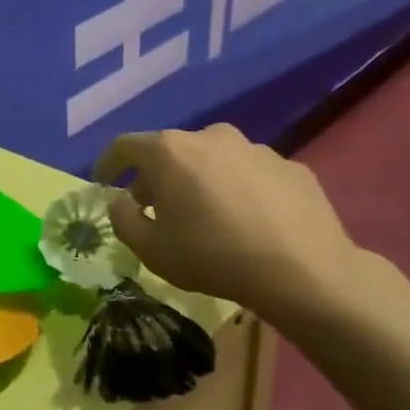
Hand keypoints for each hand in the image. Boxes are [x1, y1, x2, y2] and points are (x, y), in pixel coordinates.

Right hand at [93, 124, 368, 319]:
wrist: (305, 272)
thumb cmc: (212, 256)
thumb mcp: (149, 248)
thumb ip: (121, 218)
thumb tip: (121, 199)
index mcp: (170, 151)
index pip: (124, 146)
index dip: (108, 163)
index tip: (104, 182)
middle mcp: (211, 137)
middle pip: (171, 151)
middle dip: (156, 177)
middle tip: (155, 209)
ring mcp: (256, 149)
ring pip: (213, 160)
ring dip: (200, 181)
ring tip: (205, 216)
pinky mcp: (292, 167)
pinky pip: (251, 175)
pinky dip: (239, 191)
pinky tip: (247, 222)